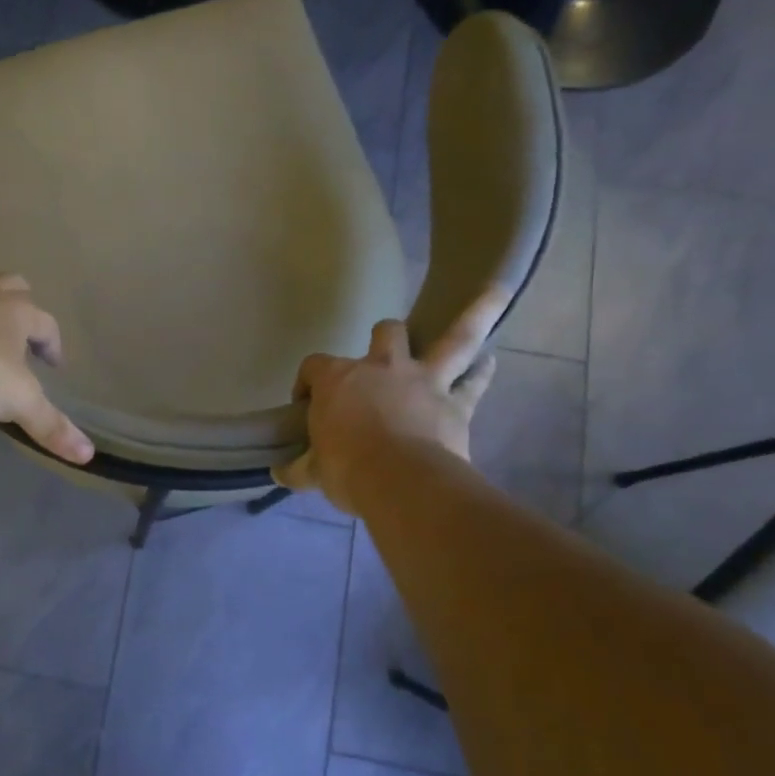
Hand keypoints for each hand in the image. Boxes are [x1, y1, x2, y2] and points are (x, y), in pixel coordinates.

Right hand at [275, 294, 501, 512]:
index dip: (307, 382)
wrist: (401, 483)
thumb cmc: (346, 470)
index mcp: (337, 380)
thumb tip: (279, 473)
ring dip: (475, 314)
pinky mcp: (456, 404)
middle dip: (383, 337)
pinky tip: (489, 362)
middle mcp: (382, 368)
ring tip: (495, 292)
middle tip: (381, 354)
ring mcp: (424, 381)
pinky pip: (474, 382)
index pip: (314, 367)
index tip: (306, 404)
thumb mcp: (313, 472)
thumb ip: (298, 468)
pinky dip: (482, 372)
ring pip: (454, 338)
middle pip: (385, 333)